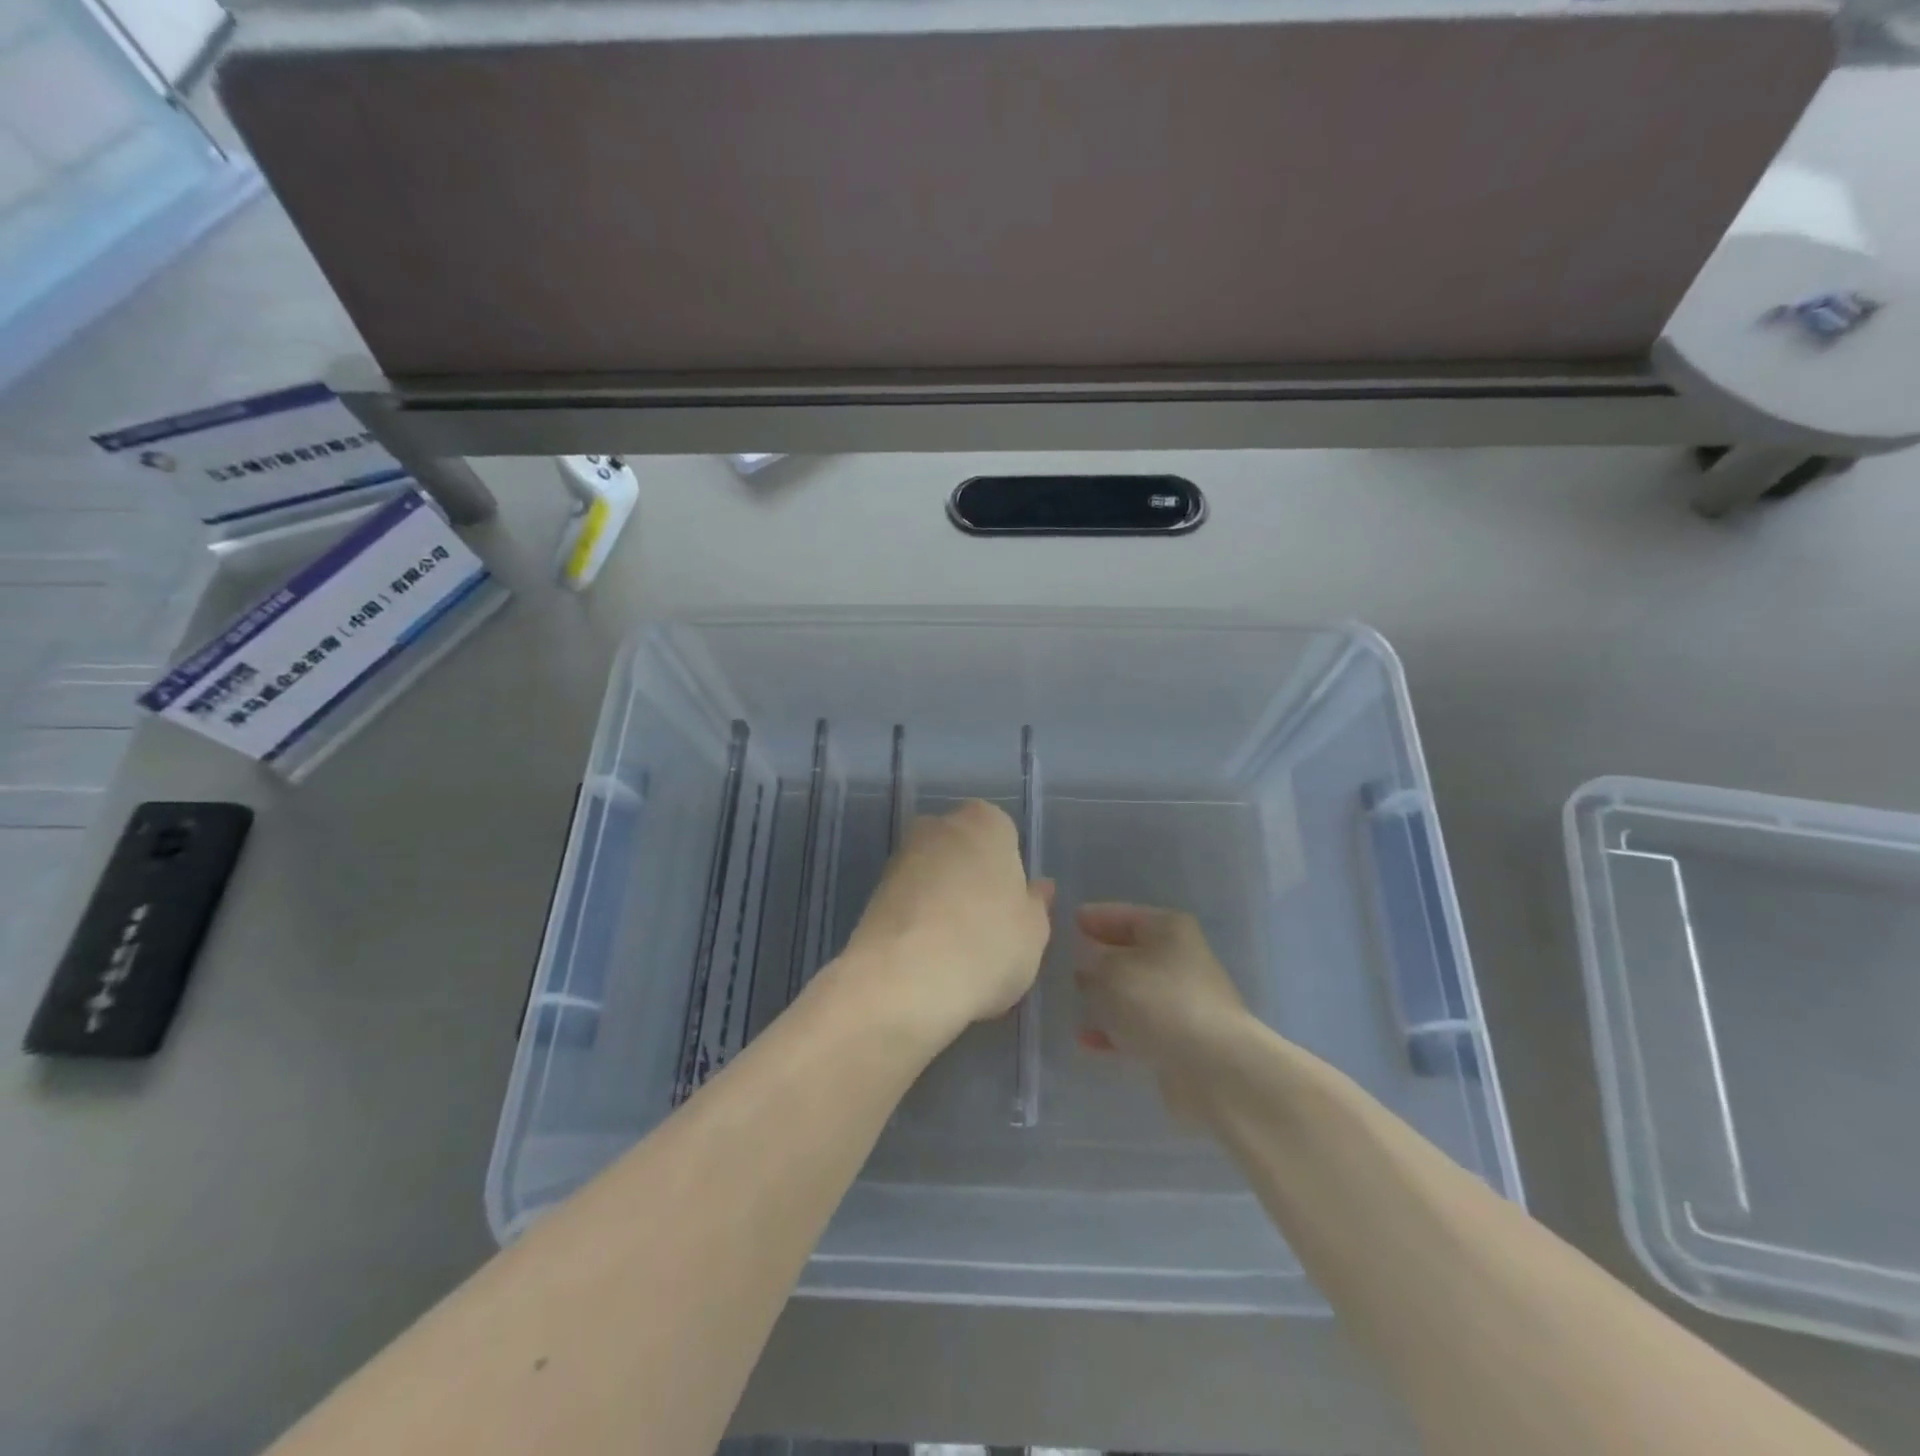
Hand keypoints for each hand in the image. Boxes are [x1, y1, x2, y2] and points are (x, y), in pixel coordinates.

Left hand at [837, 800, 1052, 1042]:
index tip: (1012, 908)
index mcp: (985, 823)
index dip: (1010, 872)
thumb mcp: (1033, 933)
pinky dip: (918, 919)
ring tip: (955, 949)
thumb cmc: (986, 946)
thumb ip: (1037, 905)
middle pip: (964, 849)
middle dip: (973, 878)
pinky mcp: (873, 891)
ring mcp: (900, 857)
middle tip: (987, 927)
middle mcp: (938, 826)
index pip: (1004, 835)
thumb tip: (1038, 888)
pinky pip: (909, 901)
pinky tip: (927, 956)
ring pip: (933, 874)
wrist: (902, 981)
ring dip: (943, 900)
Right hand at [1074, 904, 1251, 1115]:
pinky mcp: (1180, 1037)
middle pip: (1128, 952)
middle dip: (1097, 959)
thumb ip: (1089, 957)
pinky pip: (1137, 1025)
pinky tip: (1086, 1040)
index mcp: (1168, 929)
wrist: (1213, 1068)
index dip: (1092, 918)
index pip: (1121, 914)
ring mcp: (1181, 999)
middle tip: (1062, 964)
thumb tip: (1085, 957)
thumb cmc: (1158, 1002)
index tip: (1064, 924)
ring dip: (1104, 996)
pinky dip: (1114, 1029)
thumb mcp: (1110, 969)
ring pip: (1132, 991)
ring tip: (1072, 1002)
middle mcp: (1178, 958)